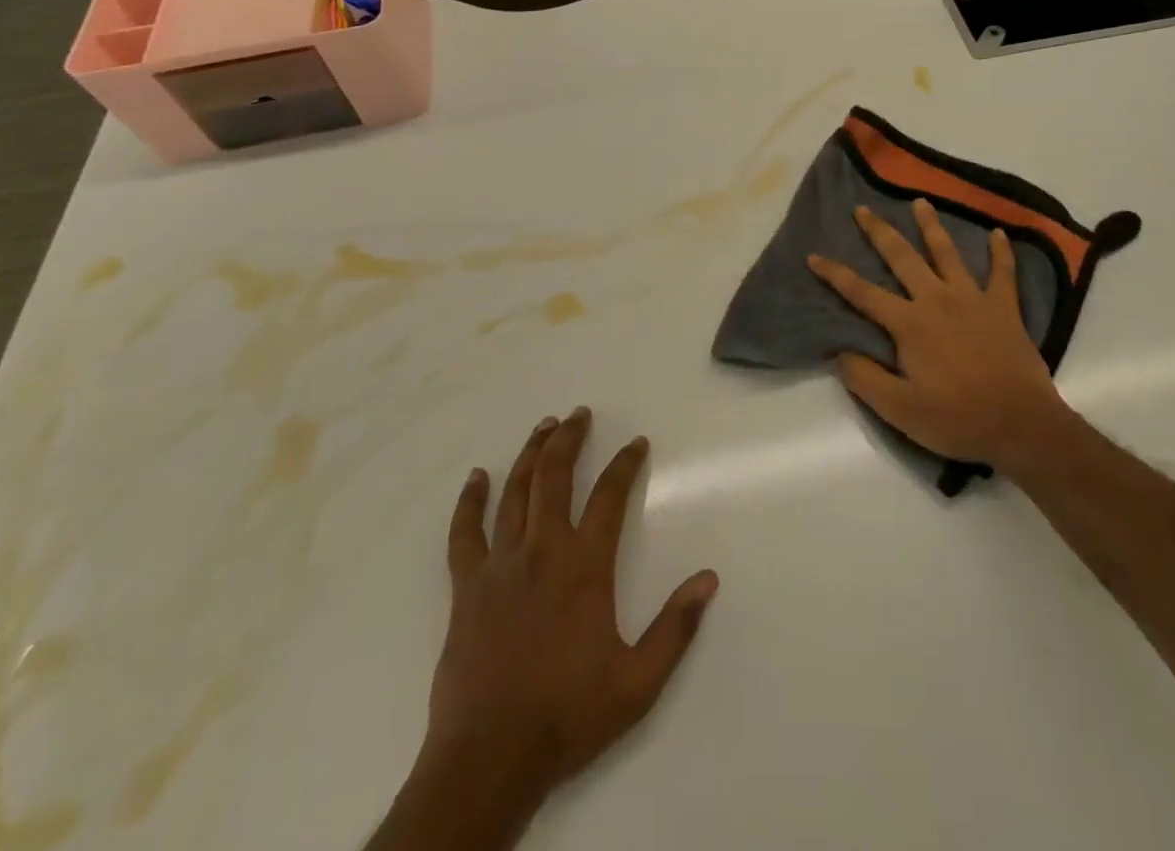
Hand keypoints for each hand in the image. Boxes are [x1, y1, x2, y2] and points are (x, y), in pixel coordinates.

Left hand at [397, 409, 717, 845]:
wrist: (488, 760)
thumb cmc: (568, 716)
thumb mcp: (638, 682)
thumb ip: (675, 627)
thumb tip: (709, 578)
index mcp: (584, 566)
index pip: (610, 496)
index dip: (625, 464)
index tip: (637, 443)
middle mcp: (541, 551)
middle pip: (554, 477)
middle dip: (569, 439)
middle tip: (580, 413)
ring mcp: (499, 566)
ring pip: (514, 494)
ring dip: (530, 455)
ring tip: (543, 427)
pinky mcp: (467, 589)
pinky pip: (465, 534)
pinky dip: (470, 502)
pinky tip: (476, 478)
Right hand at [807, 199, 1070, 472]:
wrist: (1021, 424)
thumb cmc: (956, 419)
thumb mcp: (899, 410)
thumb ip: (865, 379)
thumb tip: (839, 353)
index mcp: (909, 324)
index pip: (863, 293)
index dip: (836, 274)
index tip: (814, 255)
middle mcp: (937, 300)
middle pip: (903, 258)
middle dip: (879, 232)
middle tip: (863, 208)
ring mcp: (973, 299)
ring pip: (948, 253)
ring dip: (932, 226)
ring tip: (921, 202)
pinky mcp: (1004, 308)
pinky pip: (1003, 272)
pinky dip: (1001, 252)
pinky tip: (998, 232)